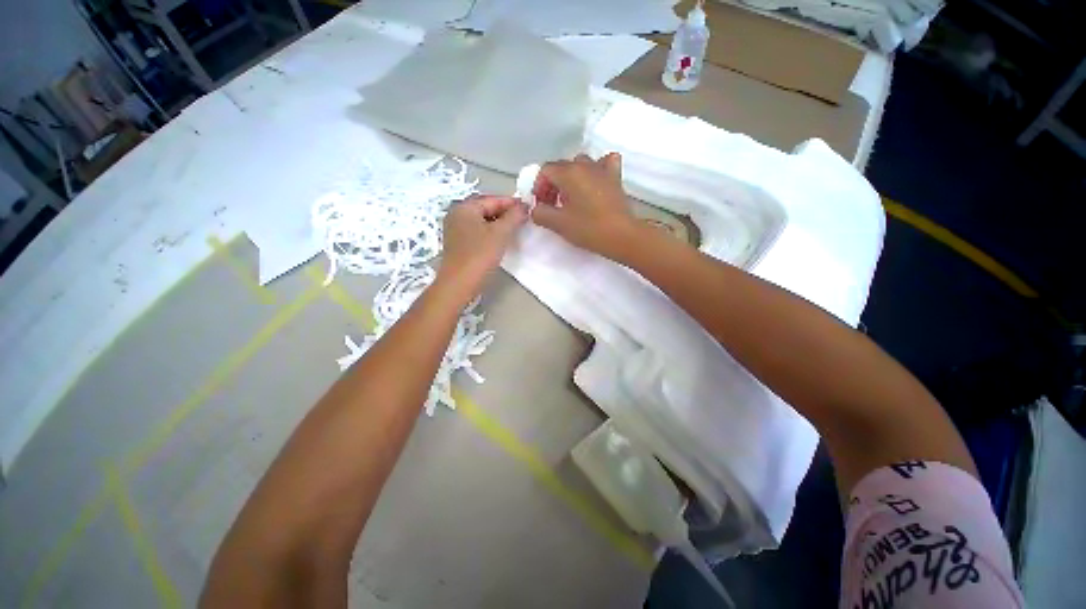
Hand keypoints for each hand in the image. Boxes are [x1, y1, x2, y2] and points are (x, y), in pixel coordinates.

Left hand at [438, 195, 526, 298]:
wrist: (459, 283)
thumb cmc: (480, 255)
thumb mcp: (501, 233)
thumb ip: (514, 216)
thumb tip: (524, 206)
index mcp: (465, 207)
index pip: (493, 199)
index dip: (512, 203)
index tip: (528, 208)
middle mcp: (457, 214)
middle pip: (486, 208)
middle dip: (505, 212)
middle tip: (523, 218)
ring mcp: (455, 229)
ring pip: (482, 220)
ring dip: (498, 222)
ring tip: (515, 228)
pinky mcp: (458, 243)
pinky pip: (477, 230)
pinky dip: (490, 231)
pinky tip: (501, 239)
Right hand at [531, 153, 639, 259]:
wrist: (621, 236)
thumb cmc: (588, 228)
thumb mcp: (558, 224)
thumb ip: (540, 213)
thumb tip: (536, 209)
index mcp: (569, 173)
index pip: (546, 170)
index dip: (539, 186)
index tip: (541, 204)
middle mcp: (585, 164)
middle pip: (562, 167)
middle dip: (553, 184)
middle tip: (553, 205)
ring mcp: (603, 169)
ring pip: (581, 164)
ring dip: (572, 178)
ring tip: (572, 197)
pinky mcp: (615, 178)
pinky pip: (604, 164)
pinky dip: (597, 169)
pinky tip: (595, 181)